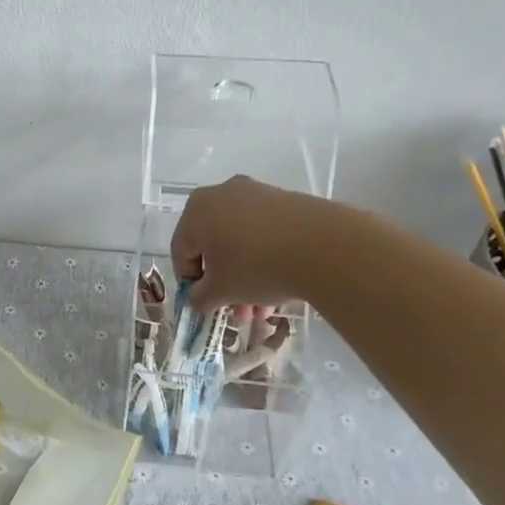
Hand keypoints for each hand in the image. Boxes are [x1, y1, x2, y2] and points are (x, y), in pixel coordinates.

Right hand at [172, 175, 318, 312]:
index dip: (190, 282)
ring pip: (242, 242)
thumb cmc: (255, 266)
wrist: (323, 247)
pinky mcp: (287, 201)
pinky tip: (280, 287)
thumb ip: (200, 297)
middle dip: (223, 283)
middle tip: (236, 310)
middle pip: (214, 246)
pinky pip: (266, 234)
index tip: (205, 304)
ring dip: (246, 277)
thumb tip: (198, 299)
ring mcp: (258, 194)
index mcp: (197, 209)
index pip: (182, 250)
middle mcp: (223, 194)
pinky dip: (266, 259)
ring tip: (262, 308)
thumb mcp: (220, 291)